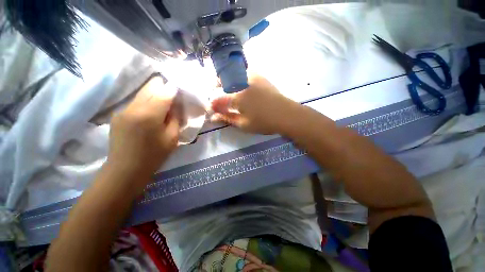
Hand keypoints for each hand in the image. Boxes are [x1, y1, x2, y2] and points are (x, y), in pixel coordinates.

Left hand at [107, 76, 179, 179]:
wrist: (125, 170)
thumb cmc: (154, 155)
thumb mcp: (172, 137)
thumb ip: (175, 117)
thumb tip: (176, 104)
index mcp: (150, 114)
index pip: (165, 91)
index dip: (175, 89)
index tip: (182, 93)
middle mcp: (134, 106)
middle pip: (151, 85)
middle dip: (165, 88)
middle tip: (174, 100)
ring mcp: (123, 109)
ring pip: (143, 92)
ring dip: (155, 95)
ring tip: (163, 108)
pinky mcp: (118, 114)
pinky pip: (136, 101)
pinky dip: (147, 103)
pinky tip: (151, 115)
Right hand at [211, 74, 299, 134]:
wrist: (286, 114)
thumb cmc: (264, 122)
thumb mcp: (244, 124)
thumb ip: (227, 118)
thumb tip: (213, 117)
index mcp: (237, 96)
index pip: (218, 98)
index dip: (213, 104)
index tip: (212, 110)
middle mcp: (242, 82)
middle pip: (221, 79)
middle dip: (215, 88)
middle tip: (218, 98)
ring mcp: (251, 76)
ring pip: (231, 73)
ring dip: (225, 81)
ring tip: (227, 91)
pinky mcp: (259, 76)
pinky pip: (243, 71)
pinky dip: (236, 76)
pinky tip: (239, 85)